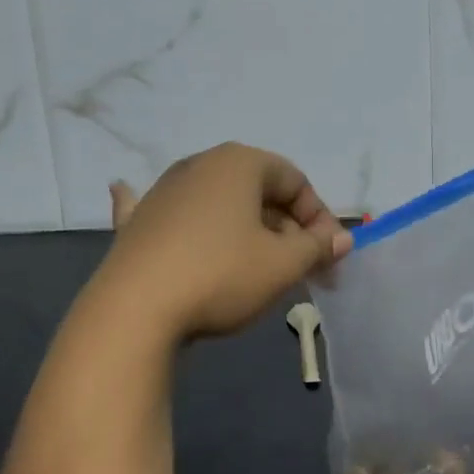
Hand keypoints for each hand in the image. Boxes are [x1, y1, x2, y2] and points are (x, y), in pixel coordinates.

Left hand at [95, 143, 351, 341]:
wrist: (134, 310)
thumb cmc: (221, 276)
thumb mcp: (282, 265)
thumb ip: (317, 247)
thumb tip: (341, 238)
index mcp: (239, 163)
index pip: (295, 180)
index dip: (320, 218)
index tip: (330, 257)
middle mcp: (199, 165)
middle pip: (258, 193)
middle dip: (288, 230)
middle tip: (303, 271)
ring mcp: (163, 191)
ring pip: (221, 207)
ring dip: (249, 232)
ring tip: (261, 269)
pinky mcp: (138, 223)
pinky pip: (169, 214)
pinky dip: (179, 218)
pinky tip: (132, 193)